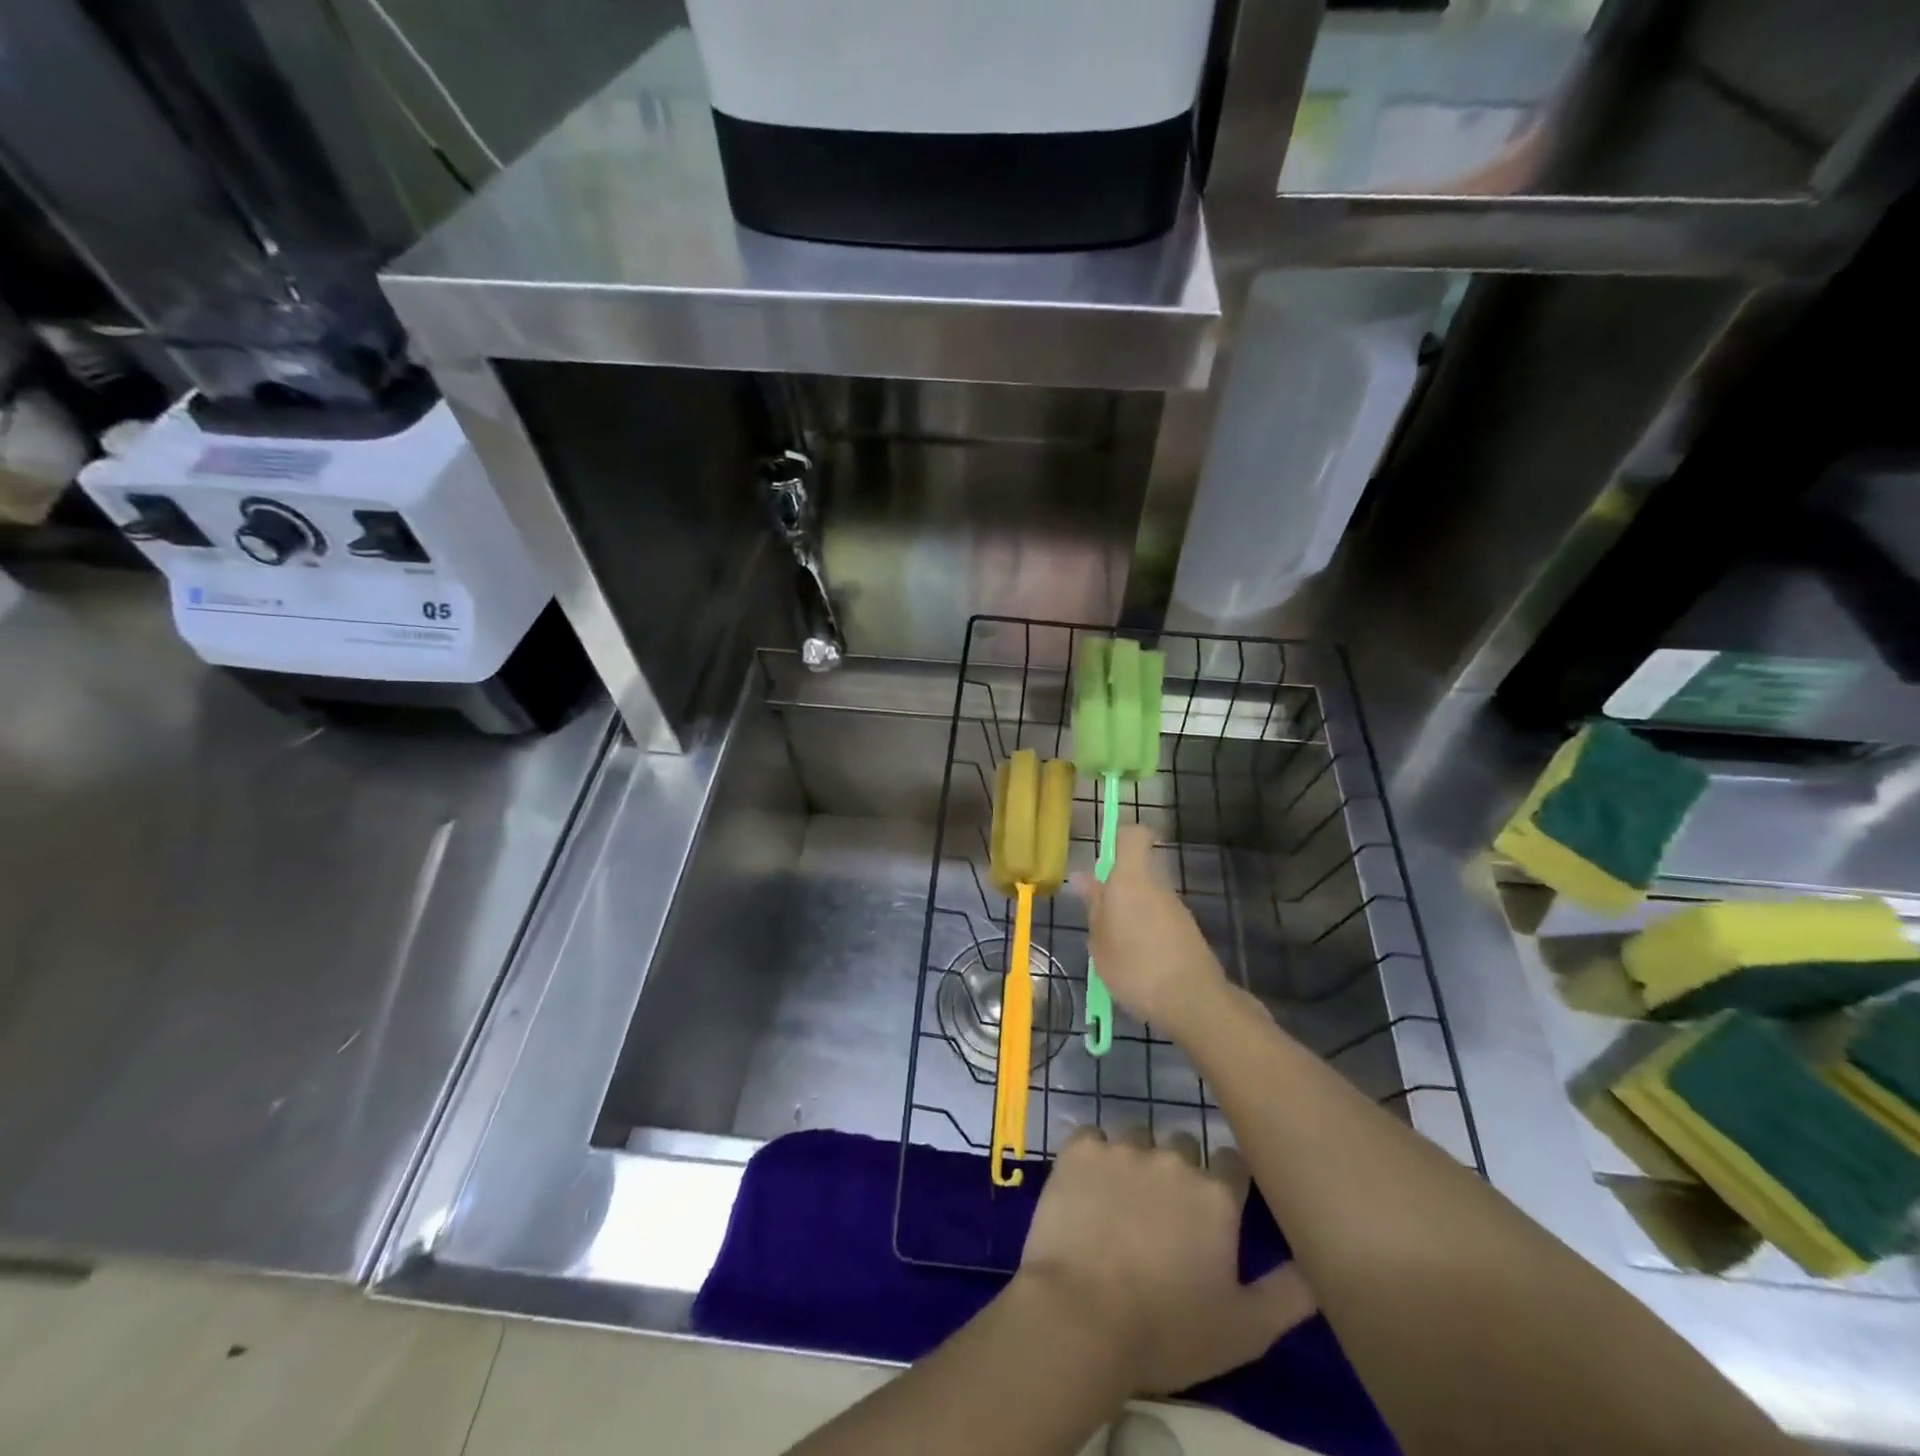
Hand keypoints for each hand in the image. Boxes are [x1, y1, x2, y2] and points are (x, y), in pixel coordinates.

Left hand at [1014, 1126, 1314, 1396]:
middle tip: (1165, 1214)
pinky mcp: (1079, 1148)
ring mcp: (1123, 1148)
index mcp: (1216, 1195)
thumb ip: (1289, 1293)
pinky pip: (1092, 1138)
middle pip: (1183, 1147)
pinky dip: (1092, 1158)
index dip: (1225, 1183)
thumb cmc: (1168, 1331)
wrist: (1082, 1317)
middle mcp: (1173, 1159)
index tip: (1214, 1210)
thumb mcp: (1246, 1330)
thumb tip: (1318, 1263)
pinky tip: (1086, 1189)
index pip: (1232, 1164)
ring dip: (1136, 1162)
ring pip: (1137, 1138)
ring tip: (1122, 1202)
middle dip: (1179, 1171)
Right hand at [1071, 824, 1229, 1036]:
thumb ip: (1093, 906)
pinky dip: (1146, 933)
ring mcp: (1176, 909)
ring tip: (1113, 949)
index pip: (1133, 836)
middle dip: (1116, 889)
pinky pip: (1159, 920)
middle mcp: (1157, 886)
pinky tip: (1136, 964)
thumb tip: (1083, 877)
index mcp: (1131, 879)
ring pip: (1147, 897)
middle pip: (1137, 871)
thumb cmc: (1134, 966)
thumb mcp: (1100, 940)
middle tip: (1096, 919)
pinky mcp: (1187, 931)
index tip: (1102, 859)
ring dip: (1130, 914)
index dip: (1119, 838)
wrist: (1193, 1001)